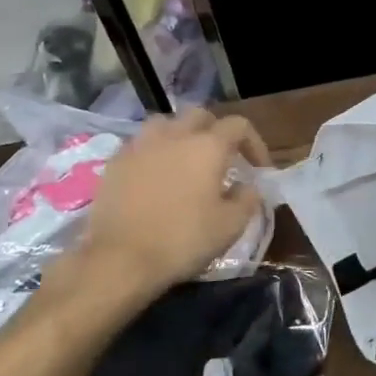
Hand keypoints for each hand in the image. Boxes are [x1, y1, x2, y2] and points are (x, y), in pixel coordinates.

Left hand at [38, 110, 269, 329]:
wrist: (118, 260)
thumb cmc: (182, 240)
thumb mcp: (230, 226)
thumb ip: (247, 199)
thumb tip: (248, 187)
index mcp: (208, 146)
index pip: (239, 126)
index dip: (254, 143)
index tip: (259, 168)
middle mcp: (175, 135)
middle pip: (200, 115)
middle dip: (216, 131)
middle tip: (222, 157)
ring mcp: (141, 145)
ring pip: (166, 123)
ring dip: (181, 135)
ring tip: (185, 159)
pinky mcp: (115, 162)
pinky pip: (141, 144)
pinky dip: (154, 152)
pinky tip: (155, 175)